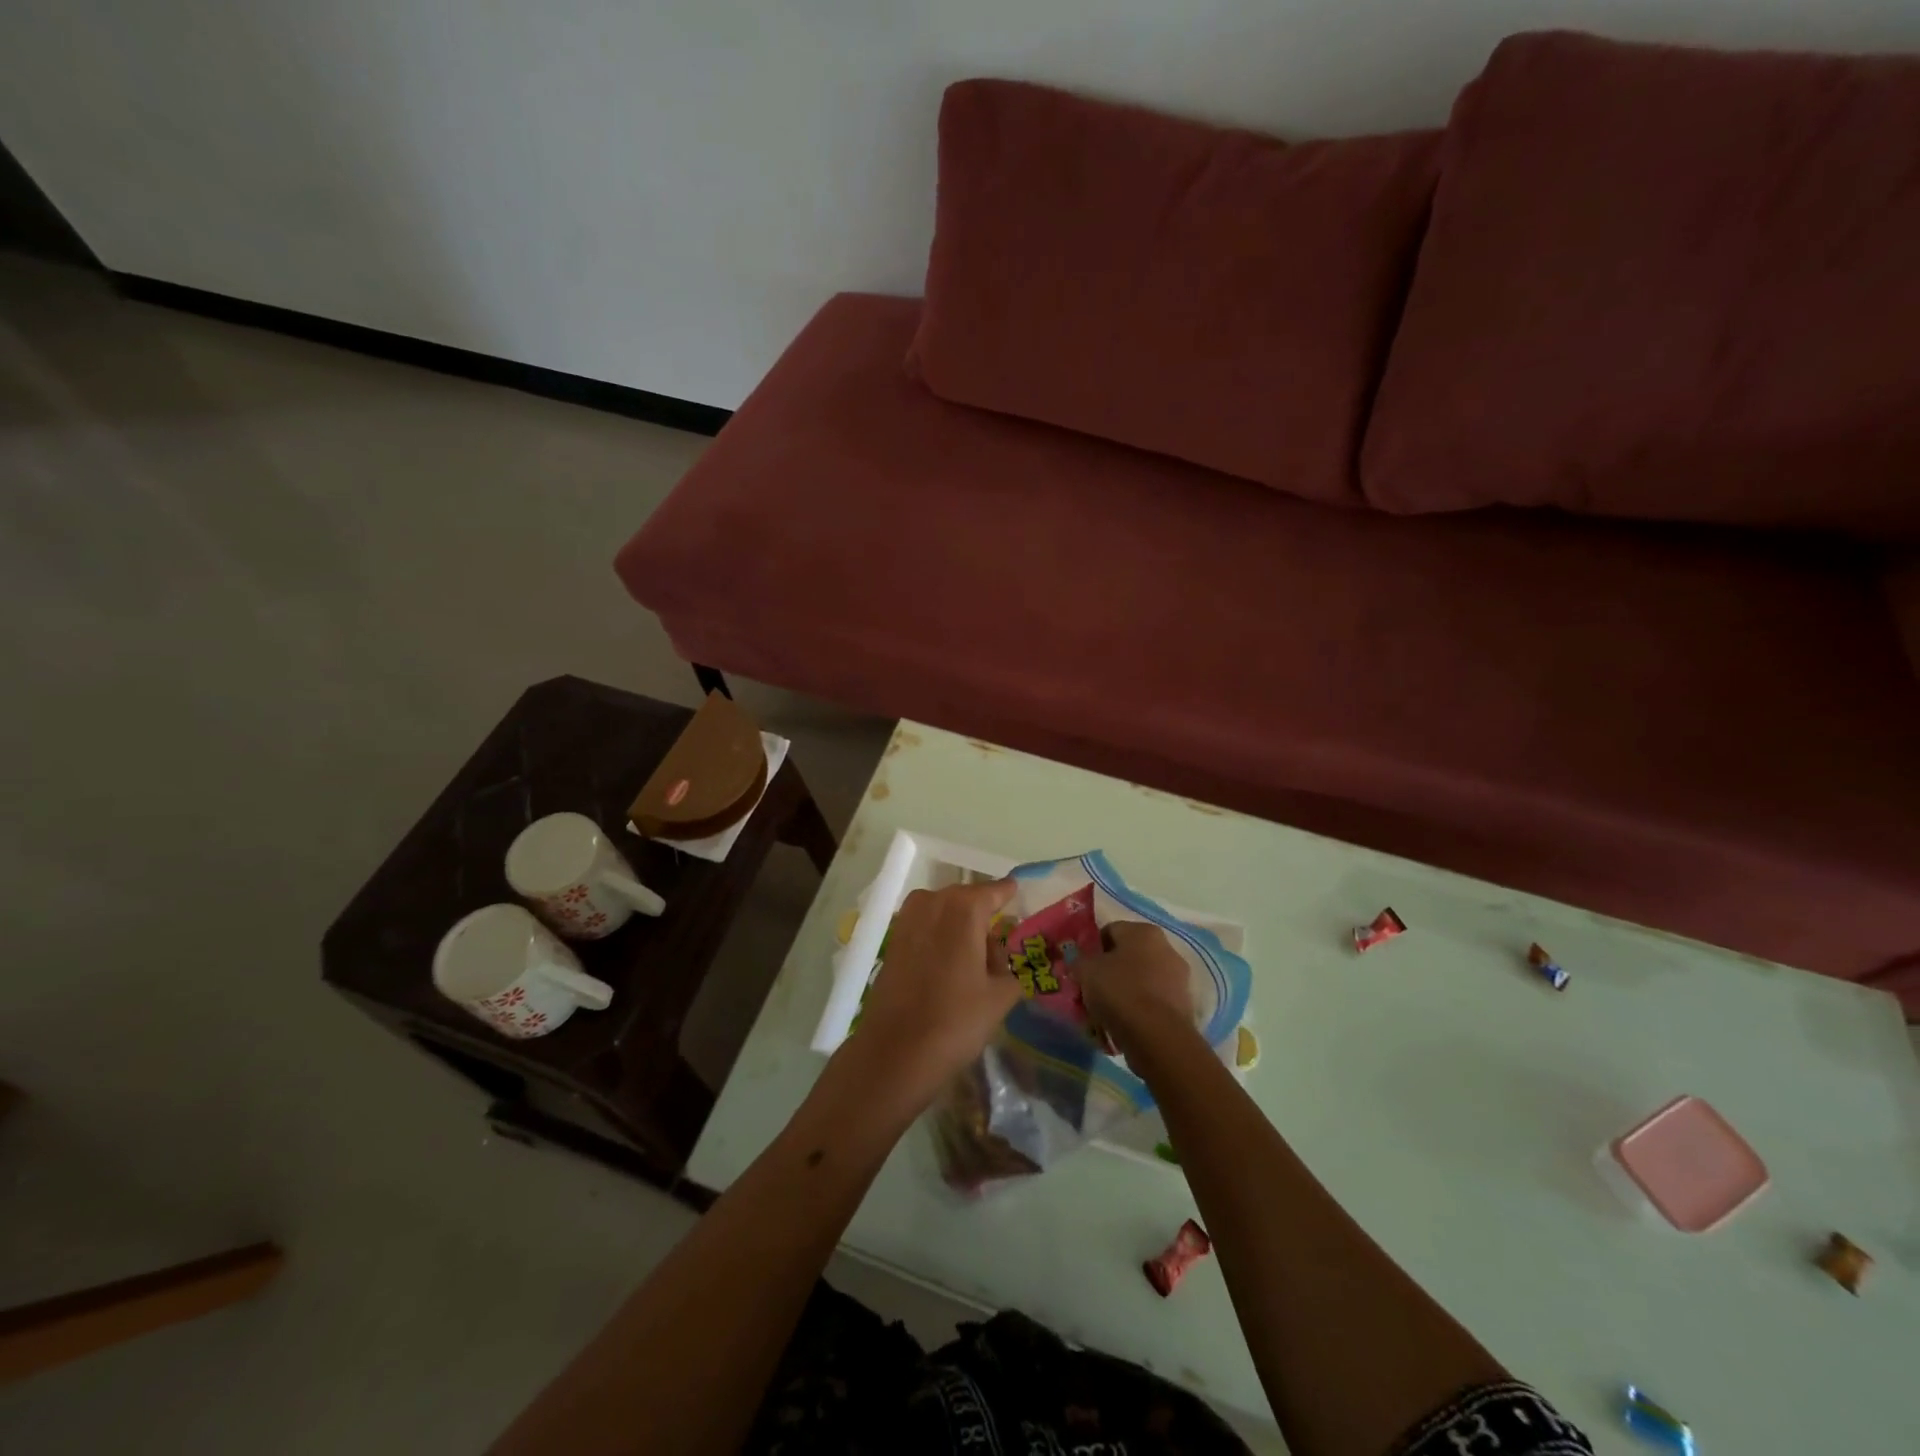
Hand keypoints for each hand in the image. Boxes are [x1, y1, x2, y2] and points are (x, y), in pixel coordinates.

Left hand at [841, 880, 1021, 1108]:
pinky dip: (940, 939)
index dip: (1010, 896)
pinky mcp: (892, 940)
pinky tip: (949, 969)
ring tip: (975, 965)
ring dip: (960, 929)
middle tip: (1001, 949)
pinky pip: (926, 928)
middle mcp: (933, 901)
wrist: (895, 1051)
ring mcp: (908, 919)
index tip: (1021, 899)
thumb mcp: (1000, 996)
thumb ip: (1013, 968)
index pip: (996, 891)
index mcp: (965, 908)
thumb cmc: (956, 1020)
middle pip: (968, 901)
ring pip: (945, 913)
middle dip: (984, 919)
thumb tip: (1010, 958)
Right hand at [1082, 921, 1197, 1061]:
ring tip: (1105, 1012)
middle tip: (1092, 990)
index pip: (1110, 931)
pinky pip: (1153, 1002)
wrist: (1157, 1035)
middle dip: (1109, 971)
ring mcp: (1179, 977)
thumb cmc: (1119, 991)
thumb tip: (1080, 964)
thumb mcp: (1085, 971)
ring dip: (1124, 991)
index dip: (1092, 949)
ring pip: (1141, 980)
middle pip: (1128, 956)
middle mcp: (1166, 948)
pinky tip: (1123, 1025)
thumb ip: (1079, 962)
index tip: (1082, 968)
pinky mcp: (1184, 1005)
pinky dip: (1139, 1010)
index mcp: (1143, 931)